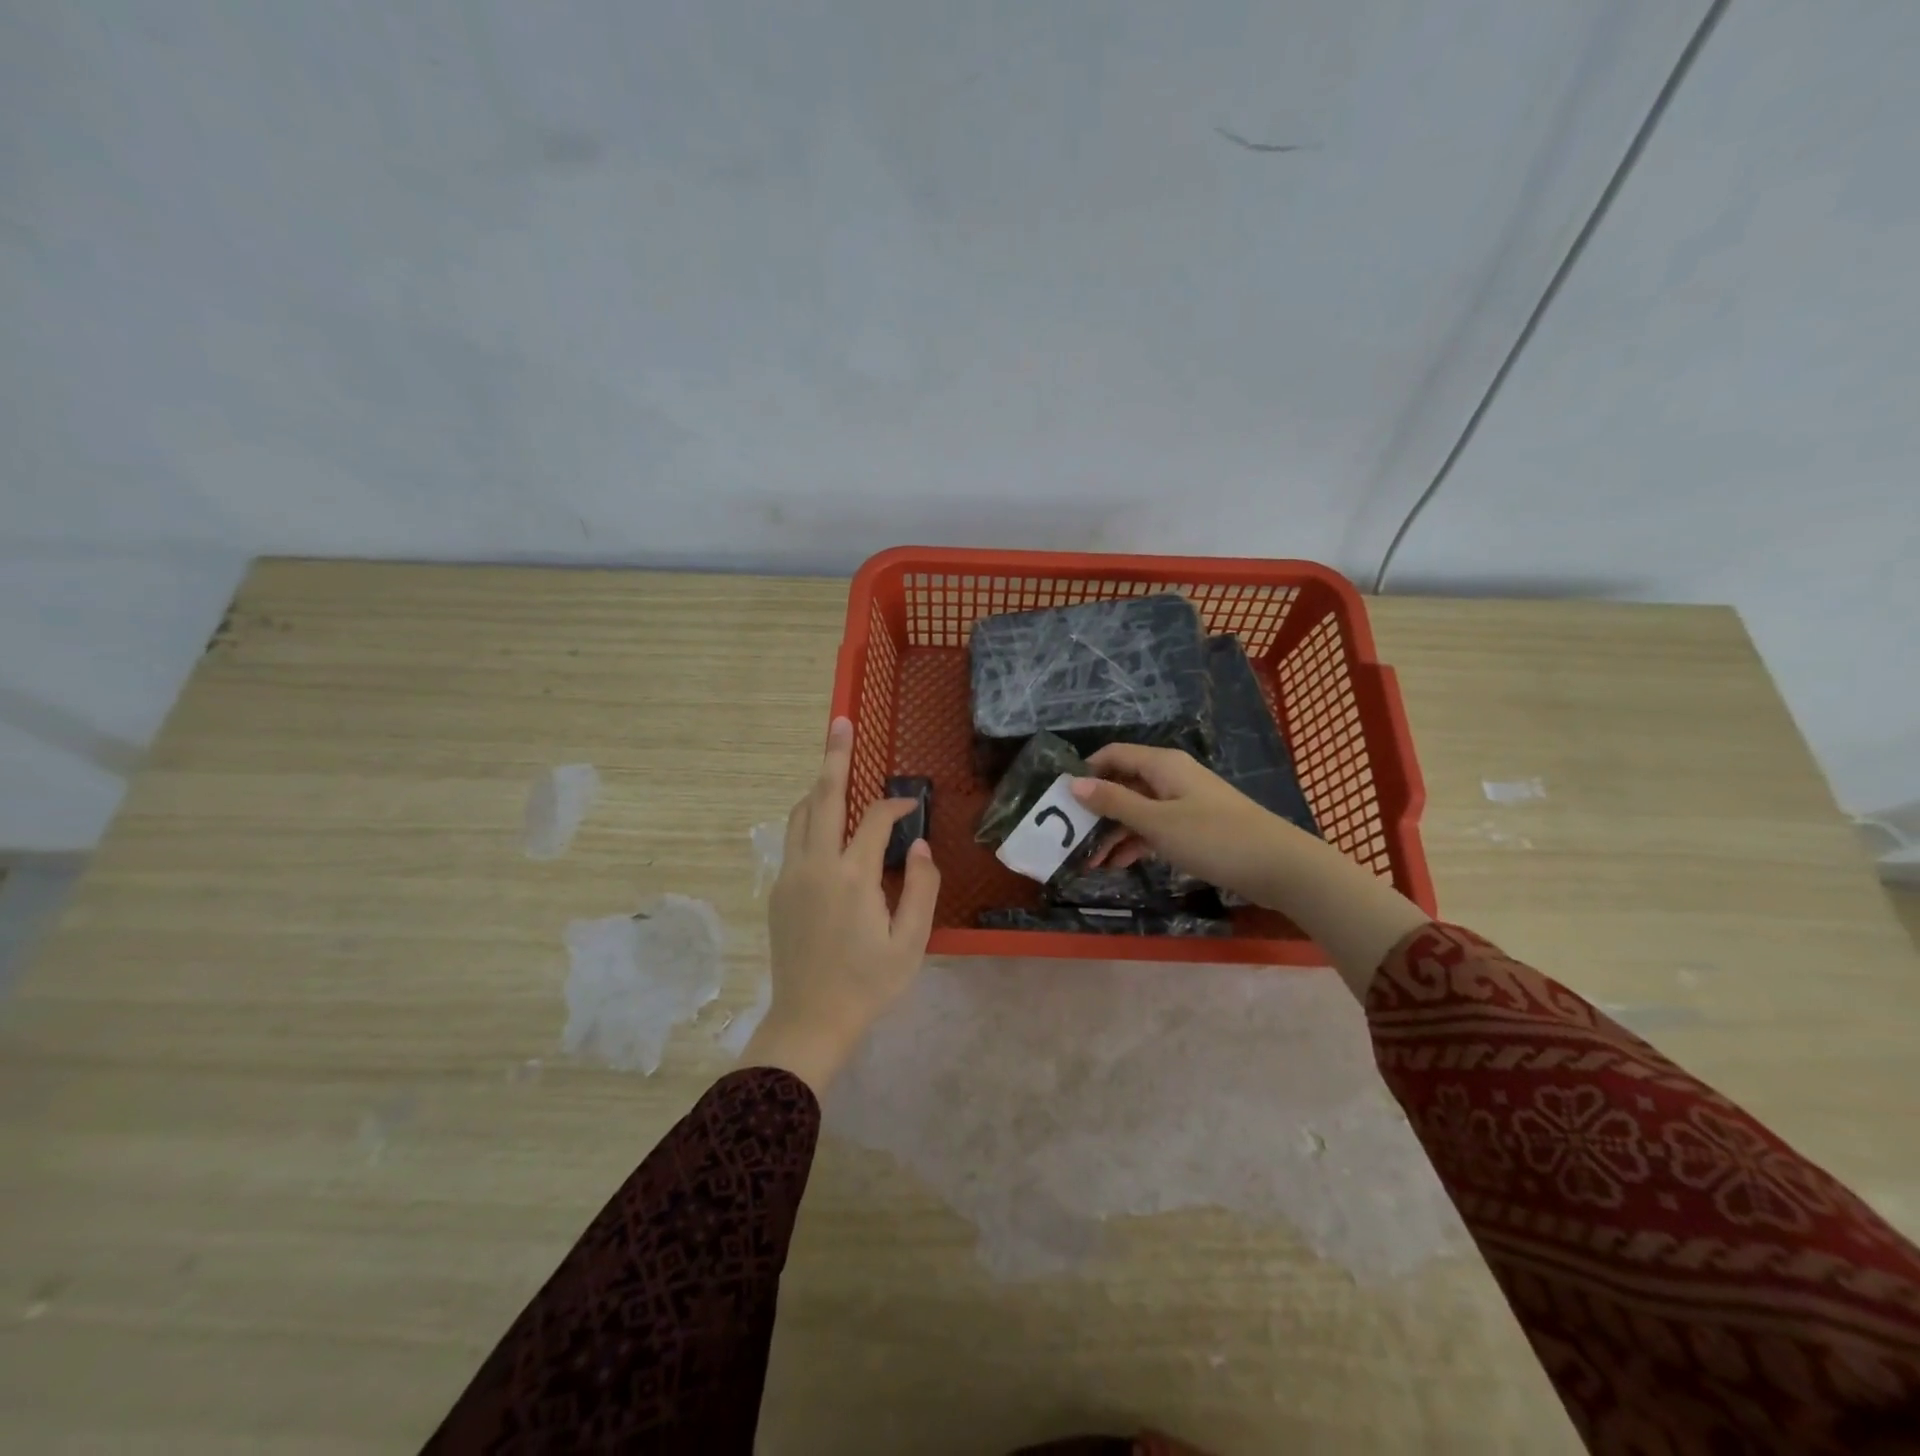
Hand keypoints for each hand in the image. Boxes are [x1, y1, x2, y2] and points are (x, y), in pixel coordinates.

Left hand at [742, 717, 940, 1092]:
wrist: (810, 1020)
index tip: (911, 806)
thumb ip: (920, 887)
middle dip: (835, 757)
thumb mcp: (911, 942)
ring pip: (801, 814)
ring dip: (819, 787)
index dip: (895, 805)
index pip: (874, 819)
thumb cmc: (868, 984)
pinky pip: (792, 838)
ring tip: (834, 765)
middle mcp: (815, 865)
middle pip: (824, 797)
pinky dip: (808, 816)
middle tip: (840, 722)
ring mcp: (790, 875)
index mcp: (852, 876)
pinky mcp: (778, 890)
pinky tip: (823, 821)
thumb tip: (919, 845)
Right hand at [1070, 743, 1302, 903]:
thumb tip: (1074, 783)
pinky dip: (1135, 842)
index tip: (1059, 798)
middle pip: (1123, 784)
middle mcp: (1171, 777)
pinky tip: (1117, 865)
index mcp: (1162, 764)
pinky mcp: (1195, 827)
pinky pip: (1155, 827)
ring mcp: (1184, 802)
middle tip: (1068, 838)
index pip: (1113, 755)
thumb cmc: (1214, 837)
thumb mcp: (1157, 822)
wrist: (1279, 866)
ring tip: (1088, 861)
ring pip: (1138, 810)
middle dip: (1096, 810)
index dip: (1085, 771)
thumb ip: (1114, 802)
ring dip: (1113, 832)